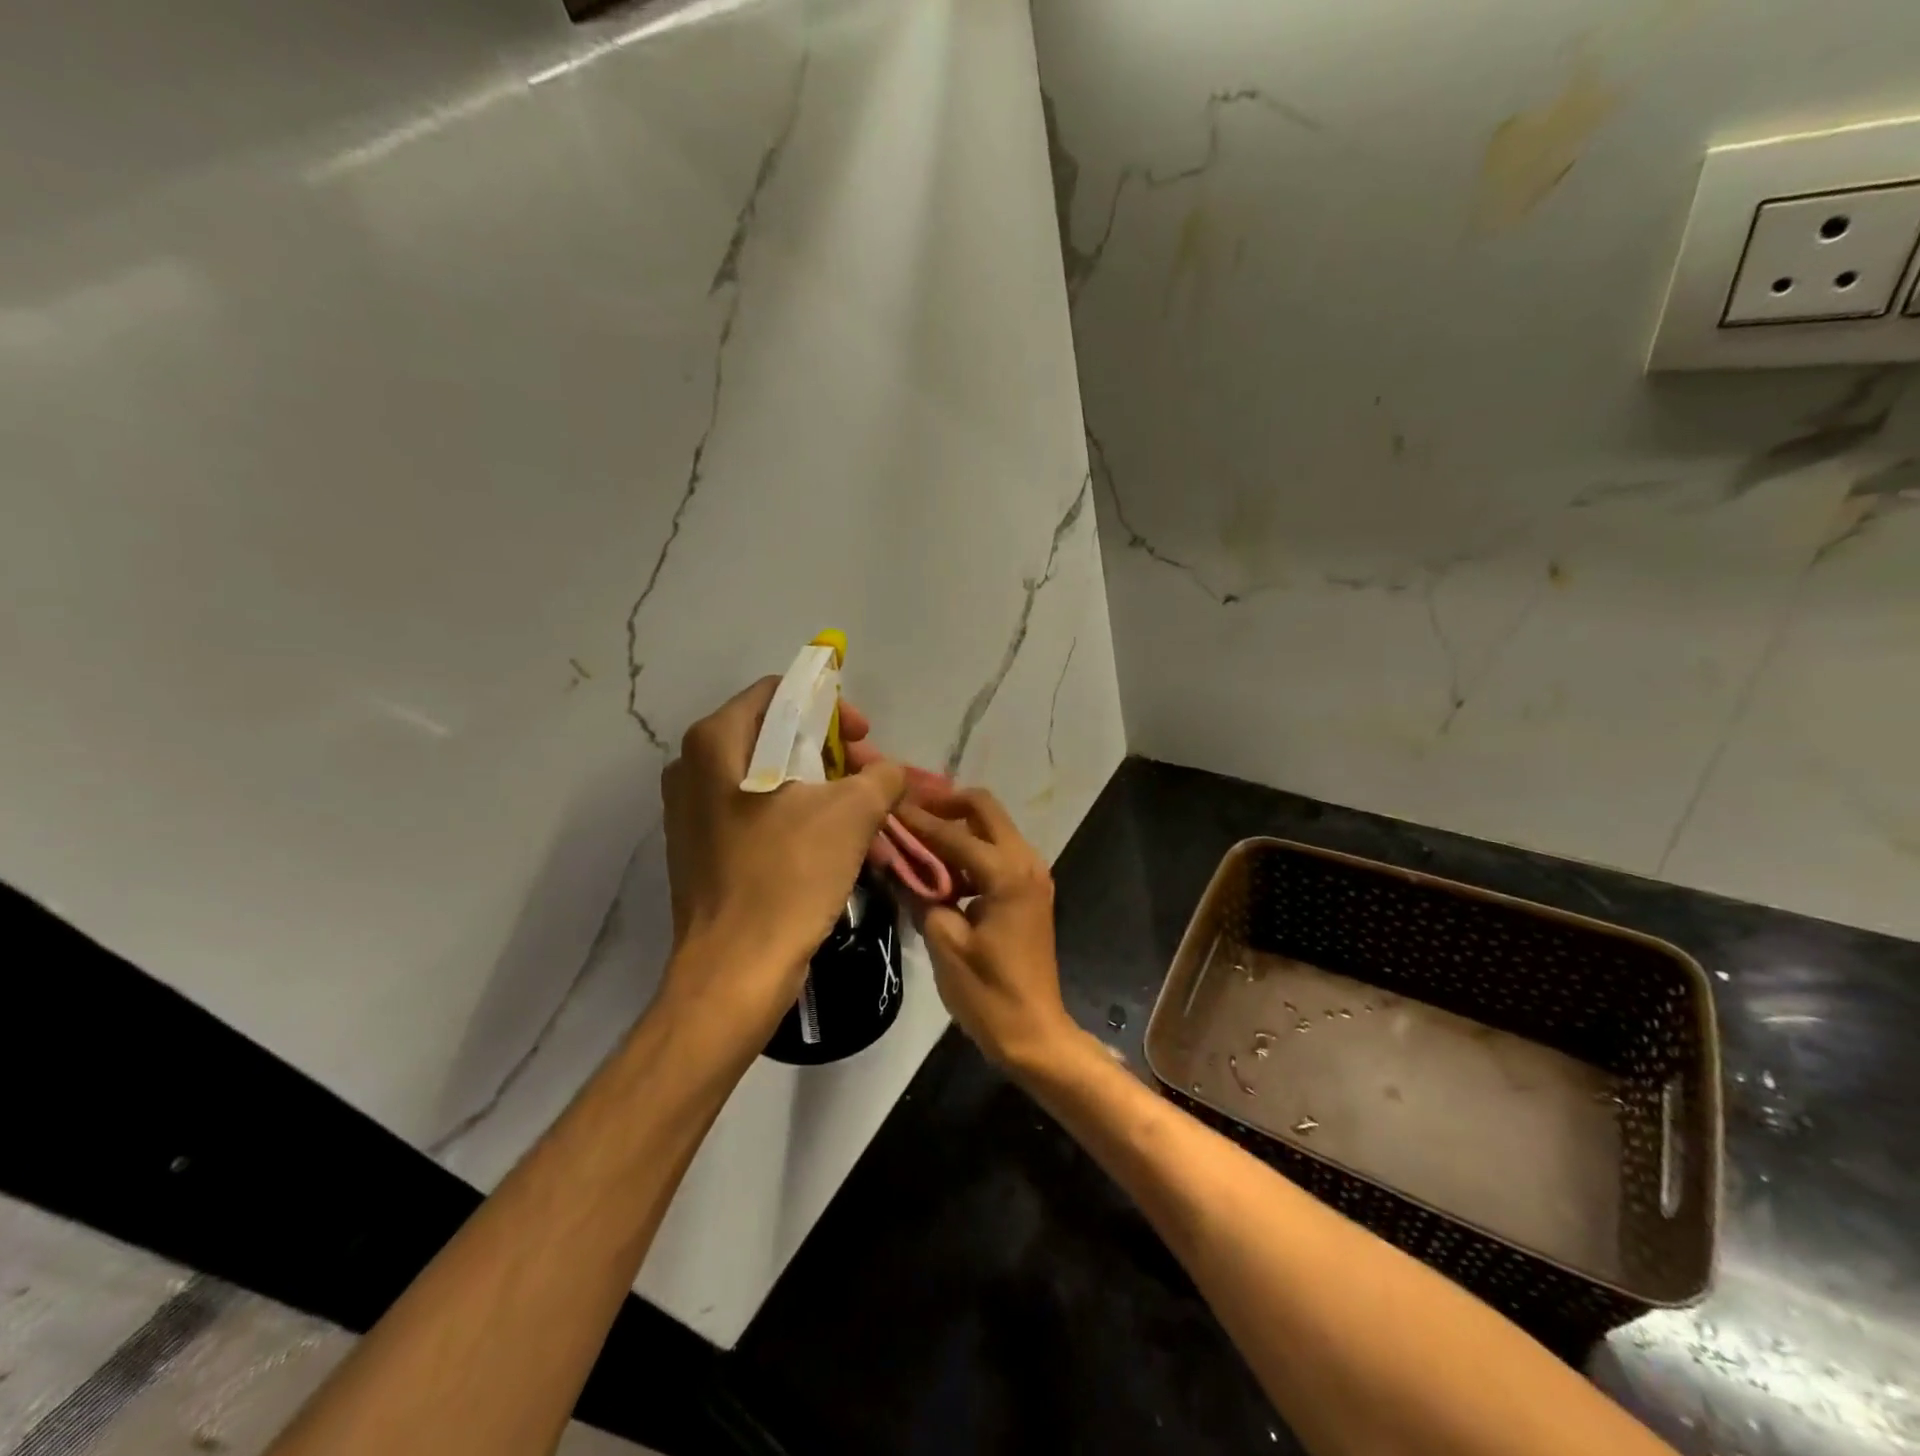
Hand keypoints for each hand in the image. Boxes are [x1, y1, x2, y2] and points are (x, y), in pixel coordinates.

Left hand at [661, 679, 906, 1033]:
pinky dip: (797, 817)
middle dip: (831, 753)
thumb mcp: (852, 814)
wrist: (735, 973)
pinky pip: (756, 814)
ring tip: (862, 814)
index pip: (780, 694)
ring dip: (820, 789)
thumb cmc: (788, 877)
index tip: (865, 739)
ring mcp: (691, 813)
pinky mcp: (700, 851)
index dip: (830, 708)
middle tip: (870, 778)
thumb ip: (881, 776)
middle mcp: (692, 769)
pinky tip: (833, 844)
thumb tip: (889, 773)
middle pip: (774, 736)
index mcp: (715, 743)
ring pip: (768, 778)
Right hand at [895, 789, 1075, 1071]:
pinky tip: (939, 865)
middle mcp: (1026, 861)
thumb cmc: (988, 993)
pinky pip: (997, 851)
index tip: (886, 802)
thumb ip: (920, 894)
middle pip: (983, 808)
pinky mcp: (1029, 890)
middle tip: (906, 810)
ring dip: (956, 824)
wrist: (1035, 1033)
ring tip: (915, 833)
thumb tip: (894, 863)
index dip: (916, 819)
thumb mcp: (944, 943)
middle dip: (944, 803)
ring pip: (992, 827)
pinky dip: (969, 848)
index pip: (953, 832)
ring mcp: (1032, 874)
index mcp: (1007, 873)